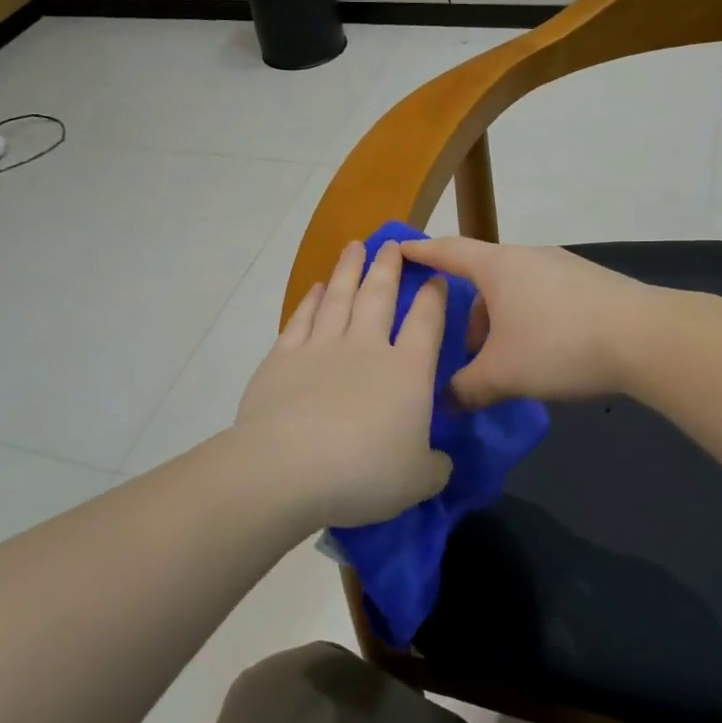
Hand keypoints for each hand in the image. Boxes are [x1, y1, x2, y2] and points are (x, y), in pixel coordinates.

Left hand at [234, 239, 452, 529]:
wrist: (288, 467)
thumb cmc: (364, 473)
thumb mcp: (418, 479)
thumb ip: (434, 465)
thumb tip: (439, 460)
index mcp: (406, 371)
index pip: (426, 322)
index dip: (433, 297)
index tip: (435, 276)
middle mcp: (365, 348)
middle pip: (379, 296)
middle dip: (387, 267)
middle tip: (391, 243)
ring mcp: (320, 348)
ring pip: (339, 298)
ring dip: (348, 270)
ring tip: (354, 247)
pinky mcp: (282, 358)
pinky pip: (301, 320)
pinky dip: (310, 301)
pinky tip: (316, 289)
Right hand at [398, 237, 657, 407]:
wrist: (647, 338)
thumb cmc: (559, 345)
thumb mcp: (502, 374)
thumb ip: (466, 389)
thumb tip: (445, 403)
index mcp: (497, 266)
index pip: (447, 251)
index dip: (420, 251)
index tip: (398, 250)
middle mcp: (527, 256)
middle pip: (483, 276)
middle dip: (467, 311)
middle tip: (462, 347)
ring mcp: (562, 266)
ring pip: (515, 289)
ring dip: (500, 319)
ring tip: (504, 359)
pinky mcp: (590, 283)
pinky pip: (543, 296)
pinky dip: (529, 319)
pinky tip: (543, 353)